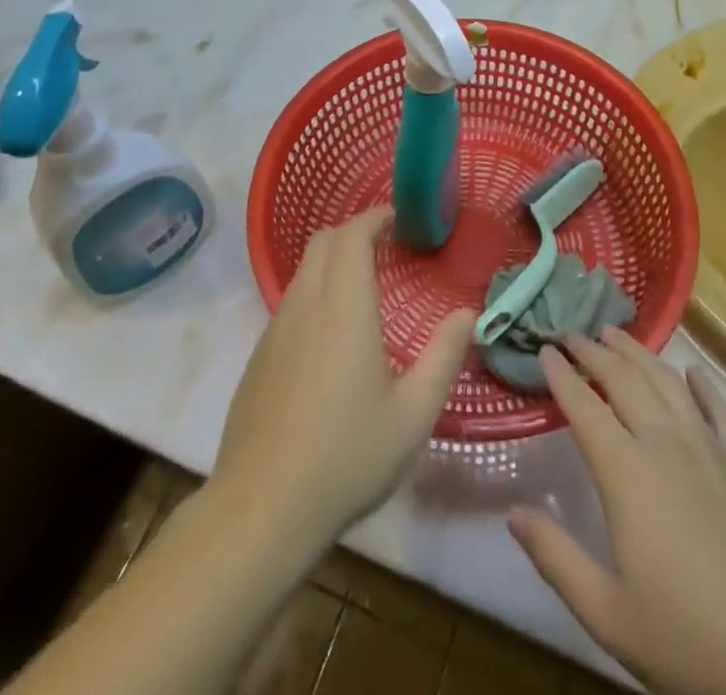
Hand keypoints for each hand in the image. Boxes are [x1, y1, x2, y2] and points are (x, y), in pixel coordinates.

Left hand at [216, 207, 473, 552]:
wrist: (261, 509)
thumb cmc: (346, 457)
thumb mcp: (413, 415)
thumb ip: (444, 357)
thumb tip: (467, 313)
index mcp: (344, 308)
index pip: (351, 235)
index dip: (374, 217)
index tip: (398, 219)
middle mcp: (305, 305)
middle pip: (322, 242)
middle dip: (353, 232)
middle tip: (386, 248)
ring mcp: (275, 330)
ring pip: (303, 271)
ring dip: (332, 263)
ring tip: (363, 289)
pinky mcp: (258, 357)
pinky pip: (290, 303)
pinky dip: (314, 294)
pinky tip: (331, 337)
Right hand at [510, 328, 725, 694]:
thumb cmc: (691, 640)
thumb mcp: (609, 614)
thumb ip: (556, 558)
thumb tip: (513, 513)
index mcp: (627, 473)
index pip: (584, 407)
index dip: (561, 375)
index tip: (544, 350)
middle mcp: (666, 444)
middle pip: (623, 380)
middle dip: (593, 352)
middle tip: (571, 333)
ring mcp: (711, 449)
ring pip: (667, 382)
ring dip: (638, 352)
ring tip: (616, 334)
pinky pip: (721, 409)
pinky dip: (702, 384)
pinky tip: (692, 372)